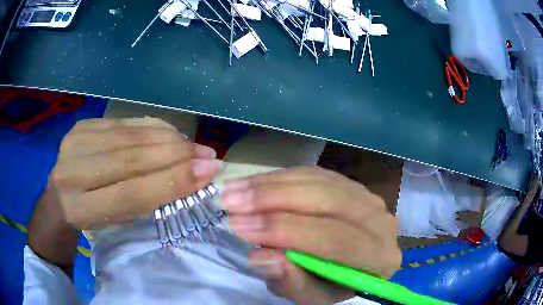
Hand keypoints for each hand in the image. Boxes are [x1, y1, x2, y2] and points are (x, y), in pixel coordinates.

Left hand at [35, 117, 220, 229]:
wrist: (57, 202)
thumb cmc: (88, 222)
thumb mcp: (113, 224)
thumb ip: (141, 202)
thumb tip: (186, 177)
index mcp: (80, 209)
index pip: (130, 194)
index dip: (171, 182)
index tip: (208, 173)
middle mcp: (72, 172)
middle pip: (130, 159)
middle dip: (175, 155)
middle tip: (208, 155)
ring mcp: (74, 142)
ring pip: (129, 136)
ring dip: (167, 139)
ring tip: (193, 145)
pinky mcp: (81, 126)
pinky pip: (123, 122)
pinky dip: (150, 127)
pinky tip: (169, 133)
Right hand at [221, 166, 400, 303]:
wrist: (353, 267)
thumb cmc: (333, 286)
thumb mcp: (312, 297)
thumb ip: (292, 282)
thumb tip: (260, 256)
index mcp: (379, 256)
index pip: (333, 238)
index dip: (284, 231)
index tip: (237, 227)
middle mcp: (380, 220)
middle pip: (326, 201)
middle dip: (271, 200)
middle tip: (229, 201)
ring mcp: (367, 196)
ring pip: (317, 181)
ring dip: (270, 184)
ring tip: (234, 189)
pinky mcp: (351, 184)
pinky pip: (314, 174)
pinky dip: (281, 177)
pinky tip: (255, 183)